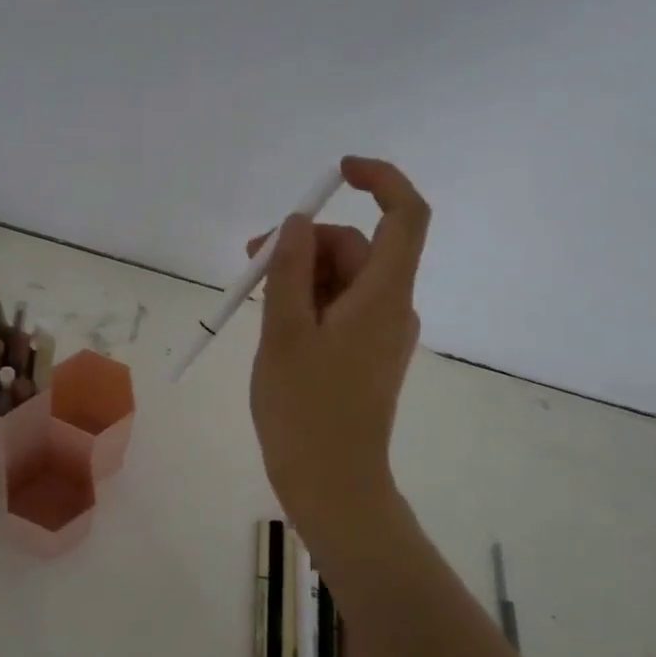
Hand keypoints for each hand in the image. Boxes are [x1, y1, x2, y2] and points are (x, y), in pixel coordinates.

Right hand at [248, 156, 429, 549]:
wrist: (333, 484)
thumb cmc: (305, 409)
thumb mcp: (283, 332)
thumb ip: (289, 270)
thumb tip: (295, 224)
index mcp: (382, 295)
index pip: (406, 215)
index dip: (380, 179)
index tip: (338, 172)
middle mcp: (392, 307)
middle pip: (357, 248)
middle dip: (304, 243)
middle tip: (249, 262)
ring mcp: (382, 334)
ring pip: (344, 280)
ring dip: (300, 275)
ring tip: (253, 300)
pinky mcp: (368, 355)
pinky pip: (341, 309)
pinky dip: (309, 303)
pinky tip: (275, 324)